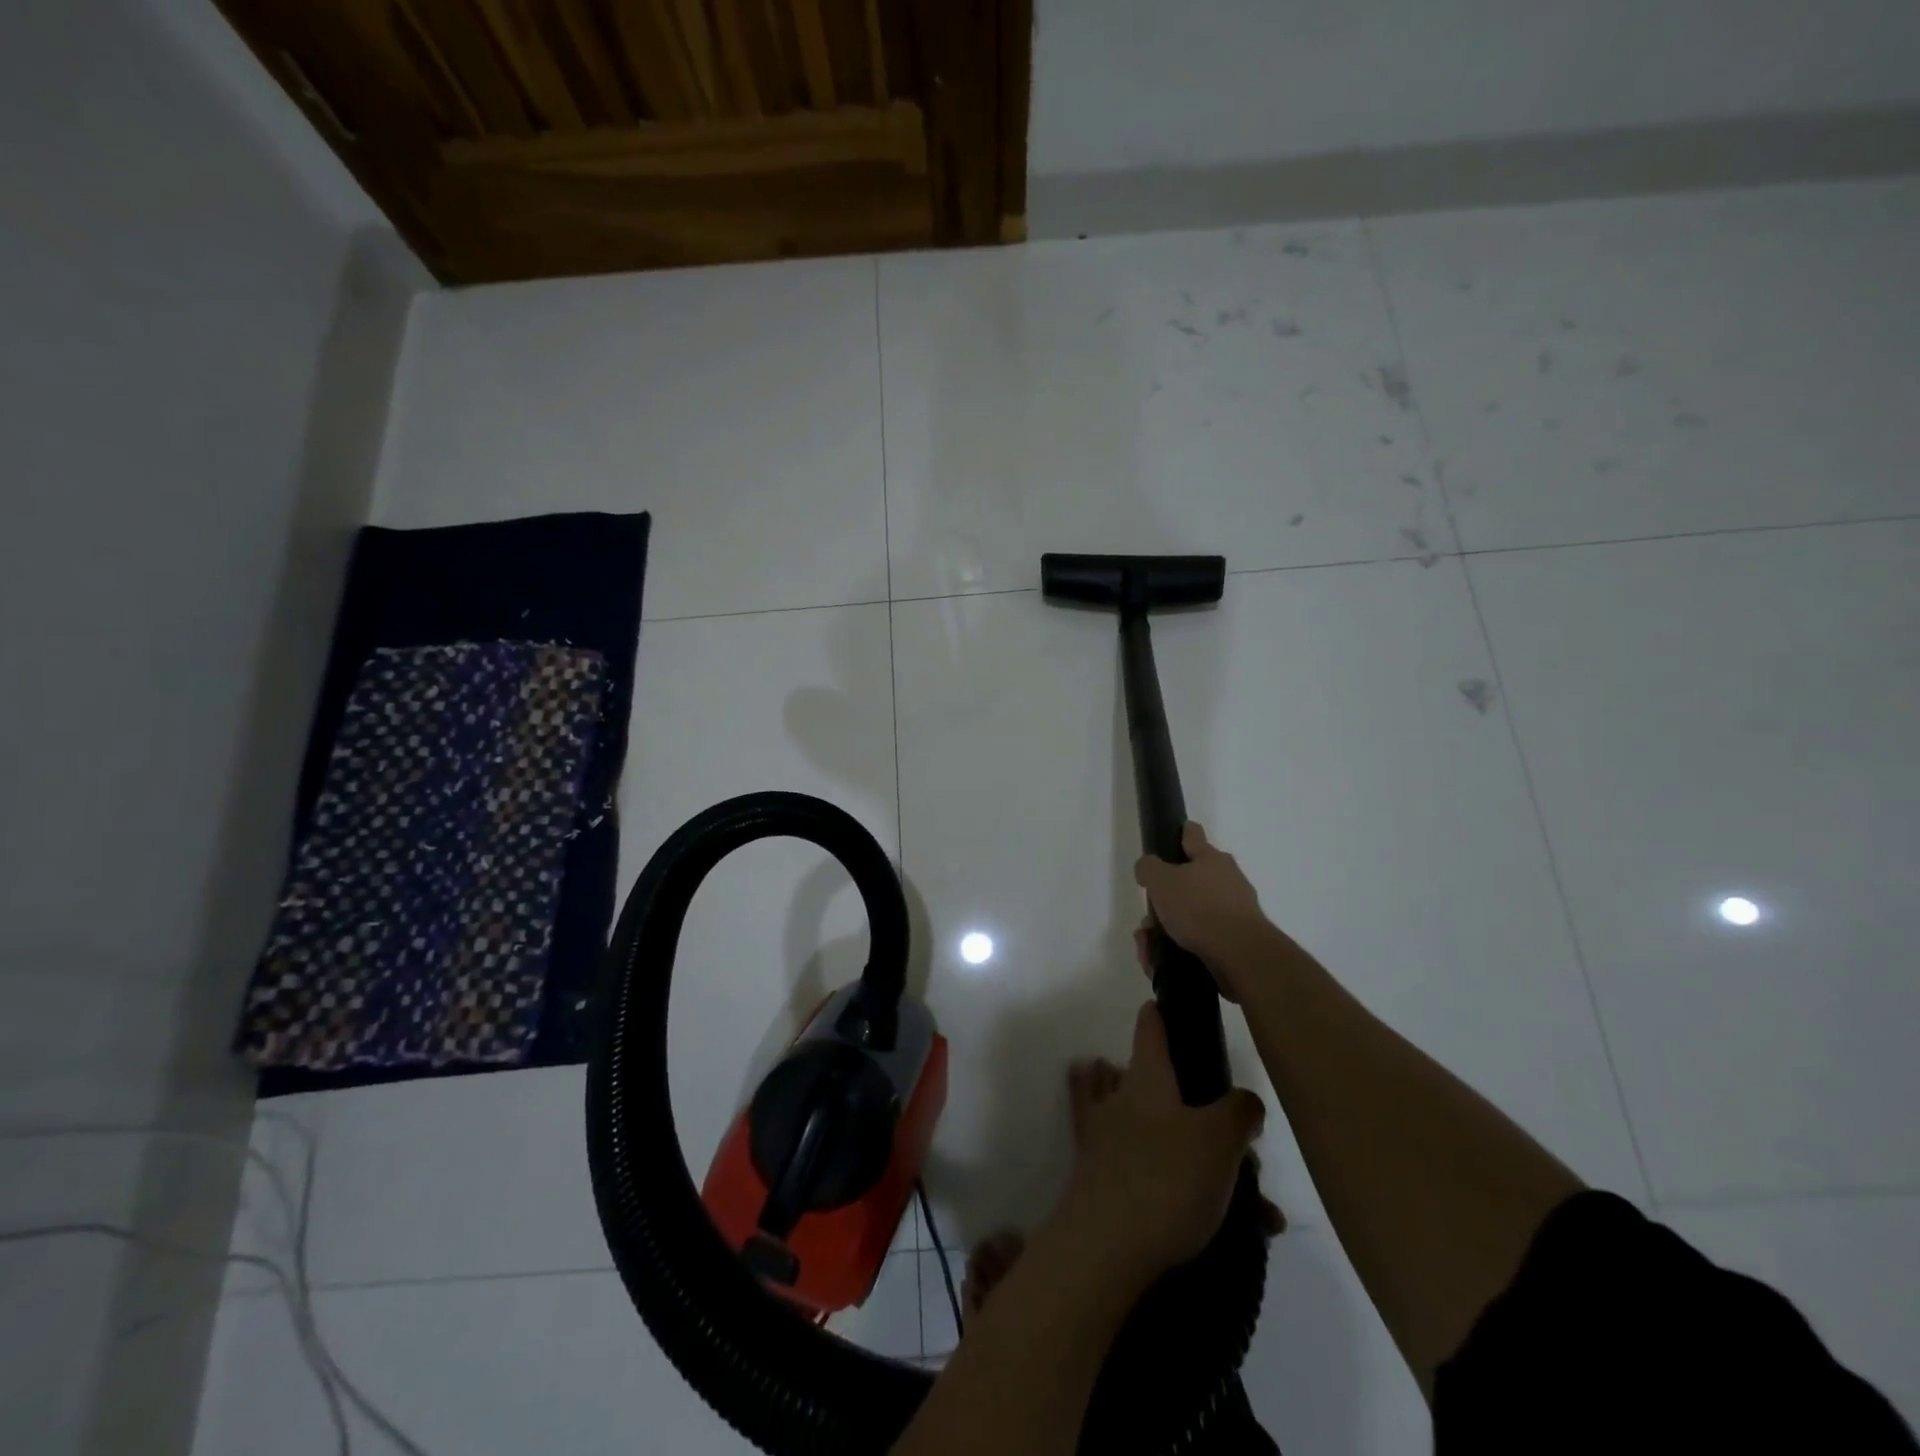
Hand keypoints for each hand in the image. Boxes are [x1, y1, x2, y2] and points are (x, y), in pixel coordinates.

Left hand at [1052, 1002, 1265, 1284]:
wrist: (1105, 1247)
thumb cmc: (1165, 1178)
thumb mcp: (1219, 1139)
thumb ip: (1238, 1111)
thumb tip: (1245, 1101)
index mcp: (1146, 1077)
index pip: (1150, 1026)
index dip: (1163, 1013)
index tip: (1178, 1009)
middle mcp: (1120, 1099)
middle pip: (1156, 1083)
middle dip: (1197, 1105)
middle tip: (1240, 1143)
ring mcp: (1106, 1140)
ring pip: (1154, 1132)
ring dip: (1197, 1156)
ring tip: (1252, 1198)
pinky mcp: (1102, 1183)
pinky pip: (1149, 1176)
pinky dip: (1186, 1194)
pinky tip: (1237, 1223)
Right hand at [1133, 822, 1271, 998]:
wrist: (1241, 955)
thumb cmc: (1199, 908)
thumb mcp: (1161, 880)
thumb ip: (1148, 868)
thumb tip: (1148, 868)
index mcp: (1211, 859)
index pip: (1193, 835)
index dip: (1180, 832)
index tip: (1172, 836)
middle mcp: (1227, 880)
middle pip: (1188, 882)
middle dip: (1164, 899)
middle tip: (1149, 915)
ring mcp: (1233, 912)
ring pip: (1190, 915)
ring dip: (1166, 928)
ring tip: (1149, 945)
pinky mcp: (1233, 941)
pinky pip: (1197, 940)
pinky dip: (1177, 949)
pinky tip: (1159, 961)